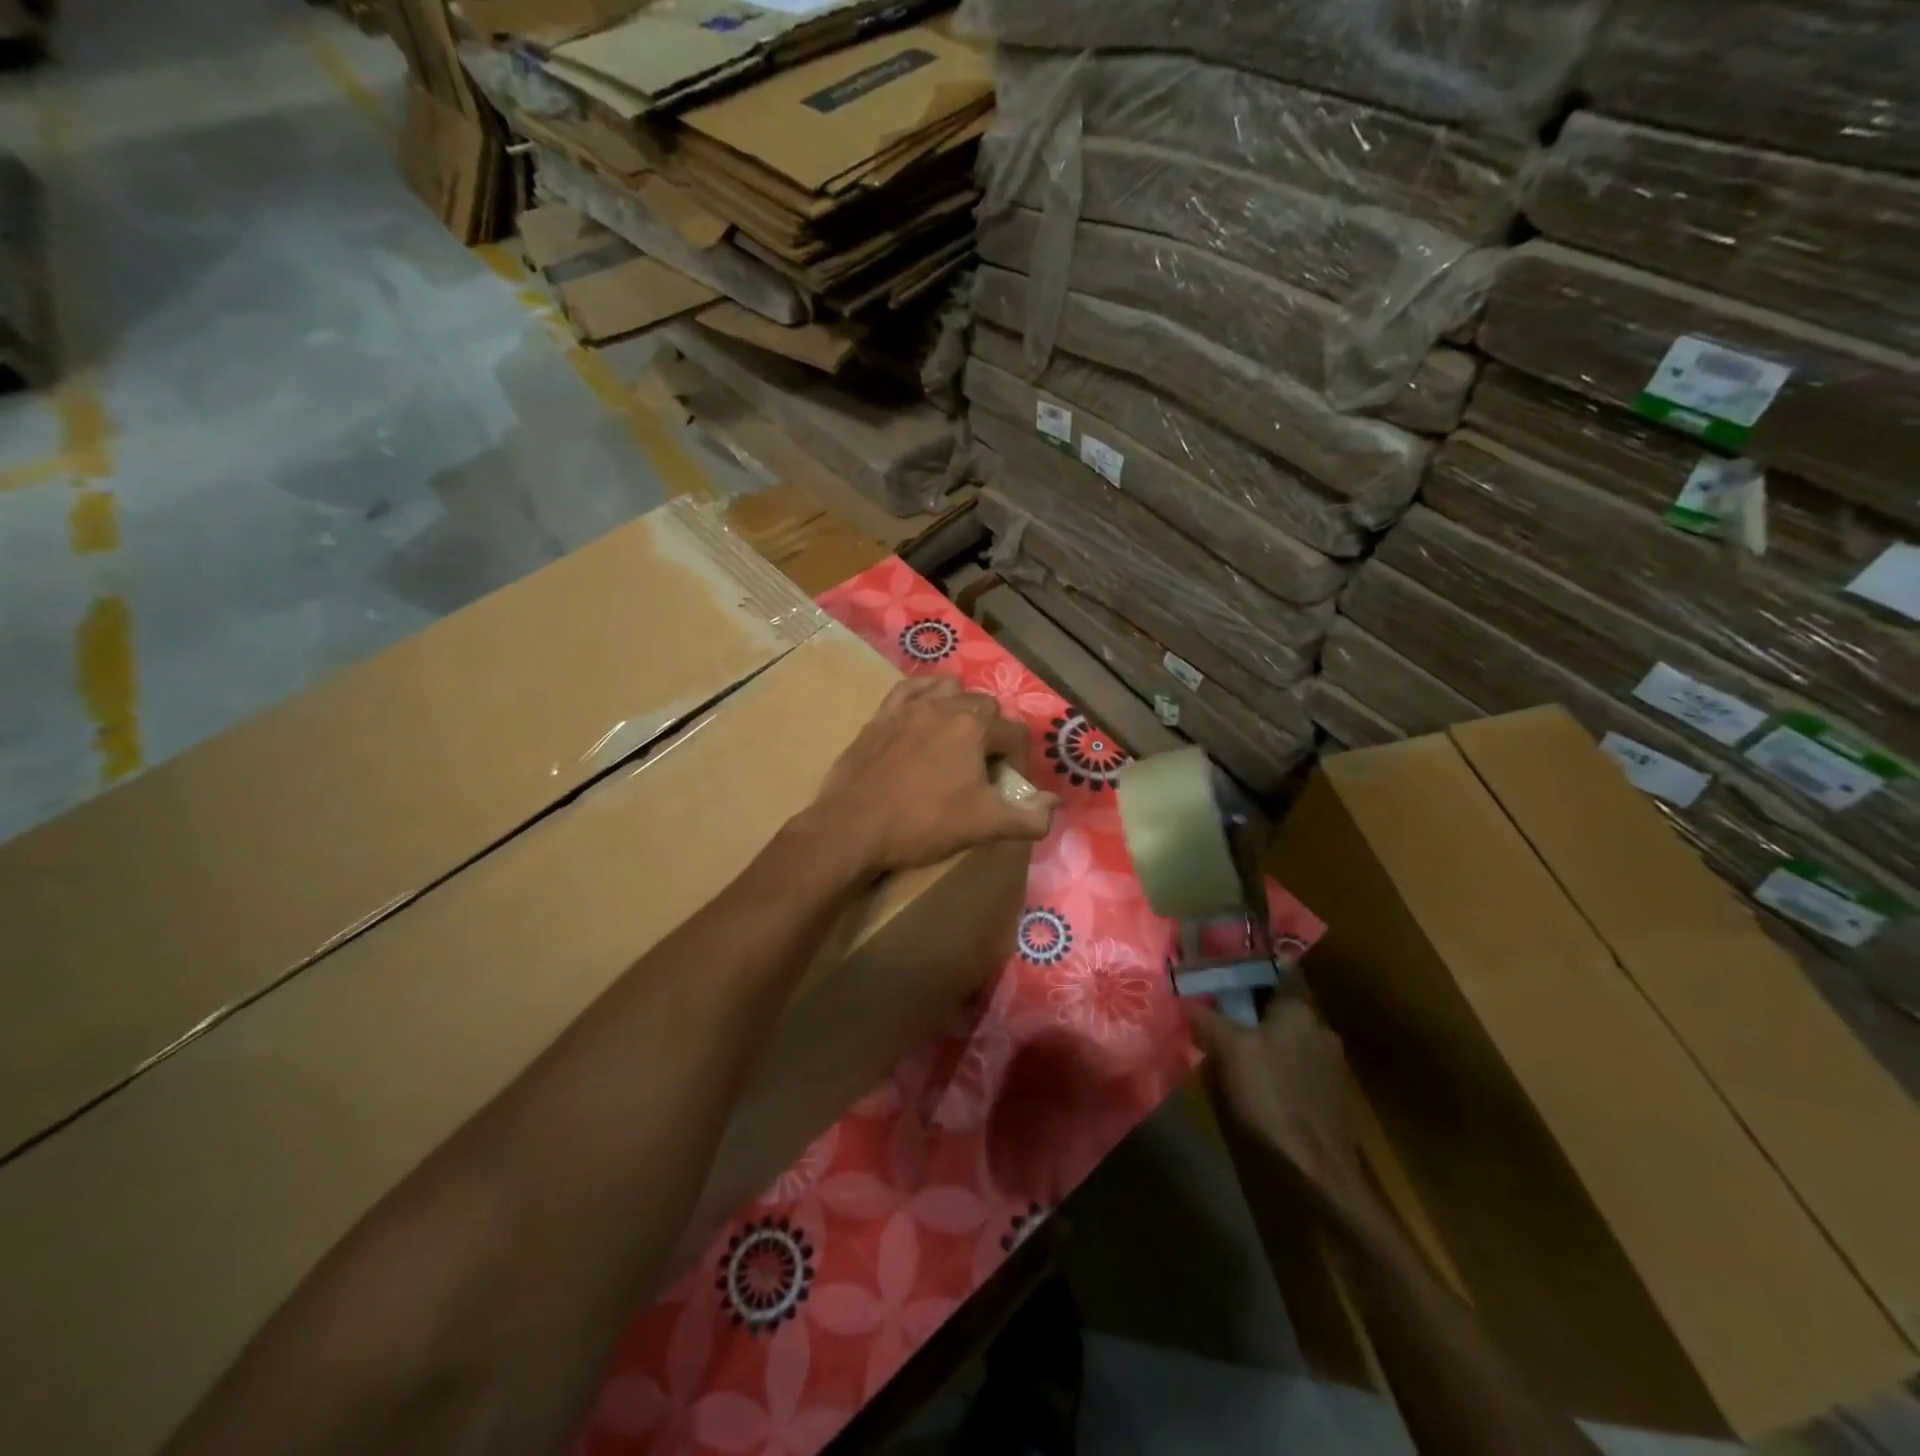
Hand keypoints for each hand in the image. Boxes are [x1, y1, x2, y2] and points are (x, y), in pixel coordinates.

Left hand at [804, 677, 1057, 877]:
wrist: (854, 825)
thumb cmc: (923, 823)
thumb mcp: (985, 826)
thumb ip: (1029, 817)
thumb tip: (1052, 805)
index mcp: (974, 728)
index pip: (1015, 732)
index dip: (1021, 760)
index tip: (1011, 787)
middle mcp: (945, 706)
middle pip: (985, 706)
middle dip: (994, 732)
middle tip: (985, 767)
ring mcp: (909, 707)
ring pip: (949, 689)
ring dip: (961, 707)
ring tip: (958, 738)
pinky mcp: (881, 715)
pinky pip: (910, 689)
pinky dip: (924, 694)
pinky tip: (924, 712)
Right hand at [1188, 995, 1368, 1213]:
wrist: (1319, 1170)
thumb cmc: (1271, 1097)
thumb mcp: (1229, 1050)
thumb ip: (1207, 1017)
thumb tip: (1184, 995)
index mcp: (1299, 1010)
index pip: (1270, 975)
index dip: (1241, 975)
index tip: (1216, 980)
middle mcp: (1320, 1029)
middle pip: (1275, 1010)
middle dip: (1247, 1014)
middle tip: (1216, 1022)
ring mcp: (1331, 1064)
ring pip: (1286, 1040)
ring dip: (1262, 1044)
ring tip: (1232, 1057)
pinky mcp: (1332, 1096)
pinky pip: (1296, 1068)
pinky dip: (1276, 1070)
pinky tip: (1258, 1087)